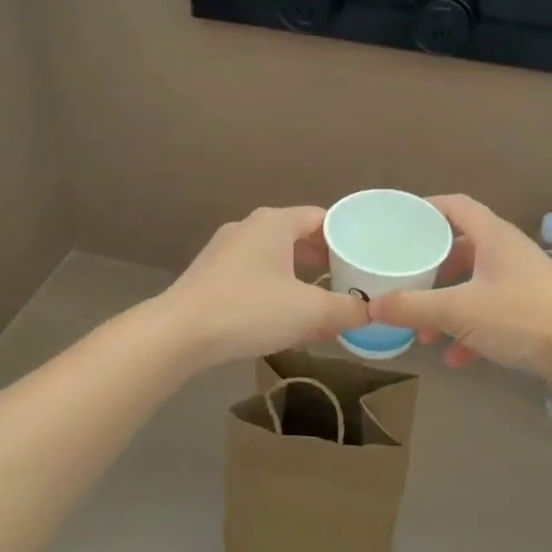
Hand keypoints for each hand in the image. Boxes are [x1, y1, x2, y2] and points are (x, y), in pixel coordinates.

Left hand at [161, 206, 368, 365]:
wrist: (179, 333)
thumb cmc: (250, 309)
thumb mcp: (309, 312)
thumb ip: (346, 310)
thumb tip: (372, 312)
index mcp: (275, 223)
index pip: (321, 218)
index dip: (346, 239)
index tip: (364, 261)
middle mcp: (249, 227)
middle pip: (298, 237)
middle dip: (325, 262)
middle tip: (348, 283)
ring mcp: (225, 250)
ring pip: (275, 258)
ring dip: (300, 279)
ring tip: (320, 304)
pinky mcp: (211, 274)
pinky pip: (254, 275)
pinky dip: (275, 290)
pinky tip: (283, 319)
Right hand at [367, 194, 551, 383]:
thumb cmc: (522, 317)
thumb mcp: (459, 311)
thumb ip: (413, 307)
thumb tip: (371, 306)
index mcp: (493, 236)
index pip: (455, 206)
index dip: (425, 209)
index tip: (398, 222)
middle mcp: (508, 252)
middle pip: (461, 248)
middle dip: (431, 269)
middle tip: (405, 282)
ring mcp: (523, 282)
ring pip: (474, 285)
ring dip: (448, 305)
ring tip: (424, 332)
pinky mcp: (533, 312)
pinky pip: (492, 313)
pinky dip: (471, 330)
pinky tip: (456, 357)